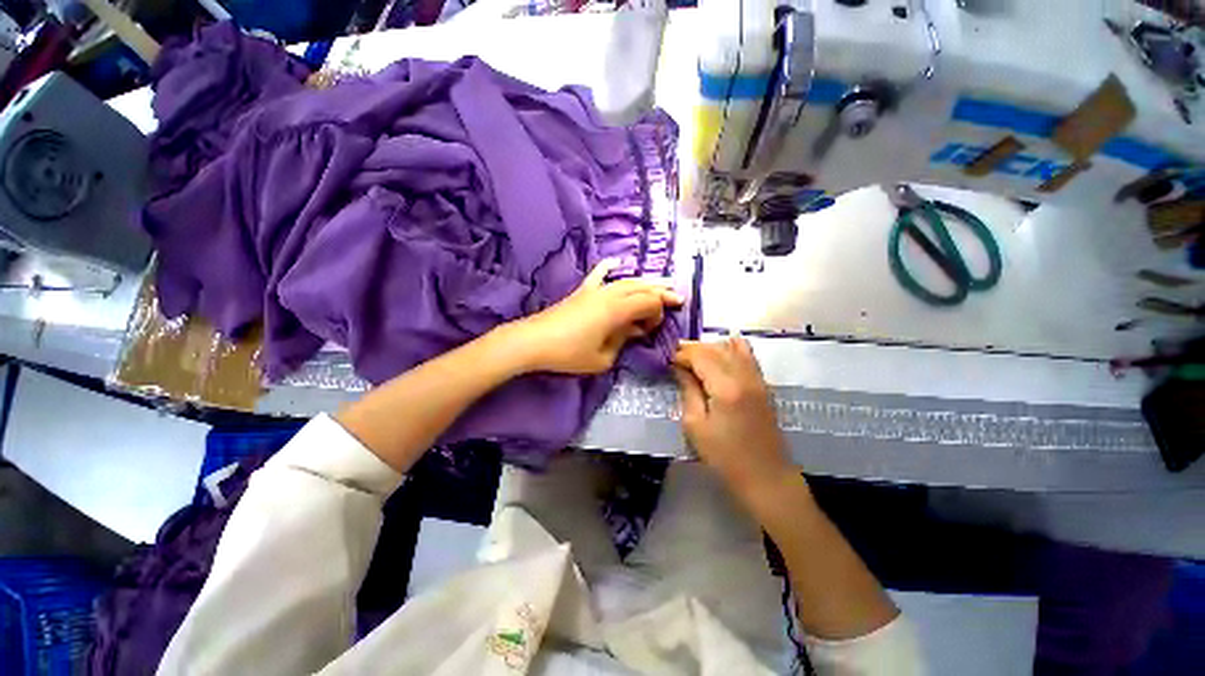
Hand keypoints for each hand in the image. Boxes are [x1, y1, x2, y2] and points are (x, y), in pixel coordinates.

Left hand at [507, 260, 682, 374]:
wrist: (533, 341)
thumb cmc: (568, 354)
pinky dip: (609, 267)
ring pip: (626, 280)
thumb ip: (622, 342)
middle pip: (642, 287)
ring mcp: (595, 290)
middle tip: (677, 297)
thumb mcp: (602, 358)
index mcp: (616, 310)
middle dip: (661, 292)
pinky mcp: (582, 292)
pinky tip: (616, 262)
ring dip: (645, 282)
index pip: (649, 302)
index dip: (658, 313)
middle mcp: (609, 294)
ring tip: (661, 284)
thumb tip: (632, 330)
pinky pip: (598, 275)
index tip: (652, 329)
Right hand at [672, 336, 792, 496]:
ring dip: (711, 348)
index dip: (682, 354)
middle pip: (716, 348)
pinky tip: (719, 356)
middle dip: (693, 349)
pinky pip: (747, 356)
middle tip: (676, 357)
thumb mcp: (695, 426)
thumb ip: (688, 390)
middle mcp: (744, 376)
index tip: (667, 360)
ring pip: (732, 348)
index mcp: (726, 388)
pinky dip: (731, 350)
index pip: (701, 356)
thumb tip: (679, 368)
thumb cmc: (725, 457)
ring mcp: (758, 379)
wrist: (766, 477)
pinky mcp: (764, 385)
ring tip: (694, 358)